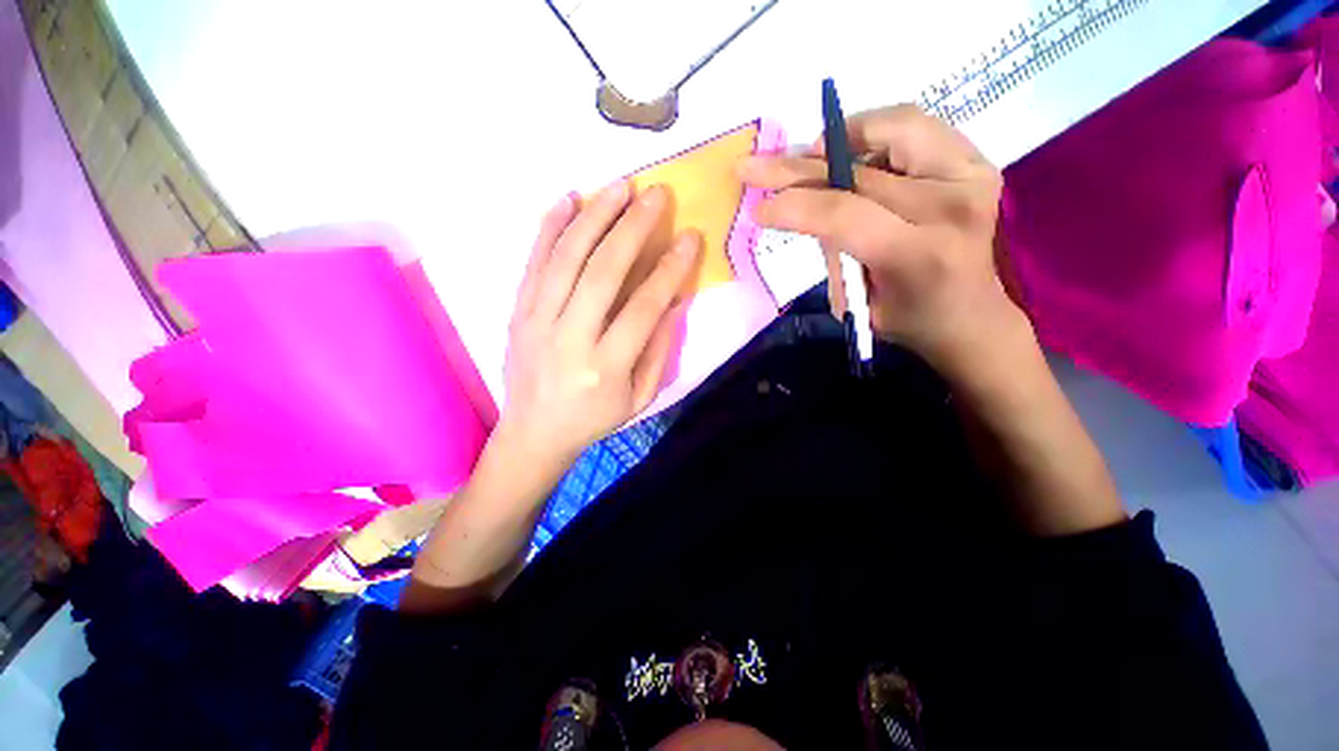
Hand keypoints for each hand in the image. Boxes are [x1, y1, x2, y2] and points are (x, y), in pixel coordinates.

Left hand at [497, 180, 701, 472]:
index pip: (642, 308)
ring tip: (620, 186)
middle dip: (632, 228)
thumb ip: (658, 350)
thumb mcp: (639, 398)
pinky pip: (533, 263)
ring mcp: (536, 322)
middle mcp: (568, 340)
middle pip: (602, 272)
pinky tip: (568, 199)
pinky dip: (549, 227)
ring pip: (565, 259)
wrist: (533, 433)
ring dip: (594, 217)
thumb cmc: (594, 420)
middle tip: (656, 194)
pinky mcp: (517, 313)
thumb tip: (674, 300)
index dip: (669, 270)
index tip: (689, 238)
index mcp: (604, 369)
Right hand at [739, 105, 1021, 375]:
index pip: (843, 214)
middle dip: (796, 169)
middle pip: (859, 172)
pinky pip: (915, 126)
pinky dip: (873, 133)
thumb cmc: (906, 319)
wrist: (969, 315)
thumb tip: (802, 203)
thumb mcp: (855, 302)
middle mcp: (950, 207)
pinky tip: (850, 153)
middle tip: (755, 166)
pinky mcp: (975, 162)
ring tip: (810, 157)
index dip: (793, 206)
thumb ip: (832, 252)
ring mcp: (970, 176)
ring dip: (839, 140)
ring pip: (892, 128)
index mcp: (917, 254)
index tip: (759, 209)